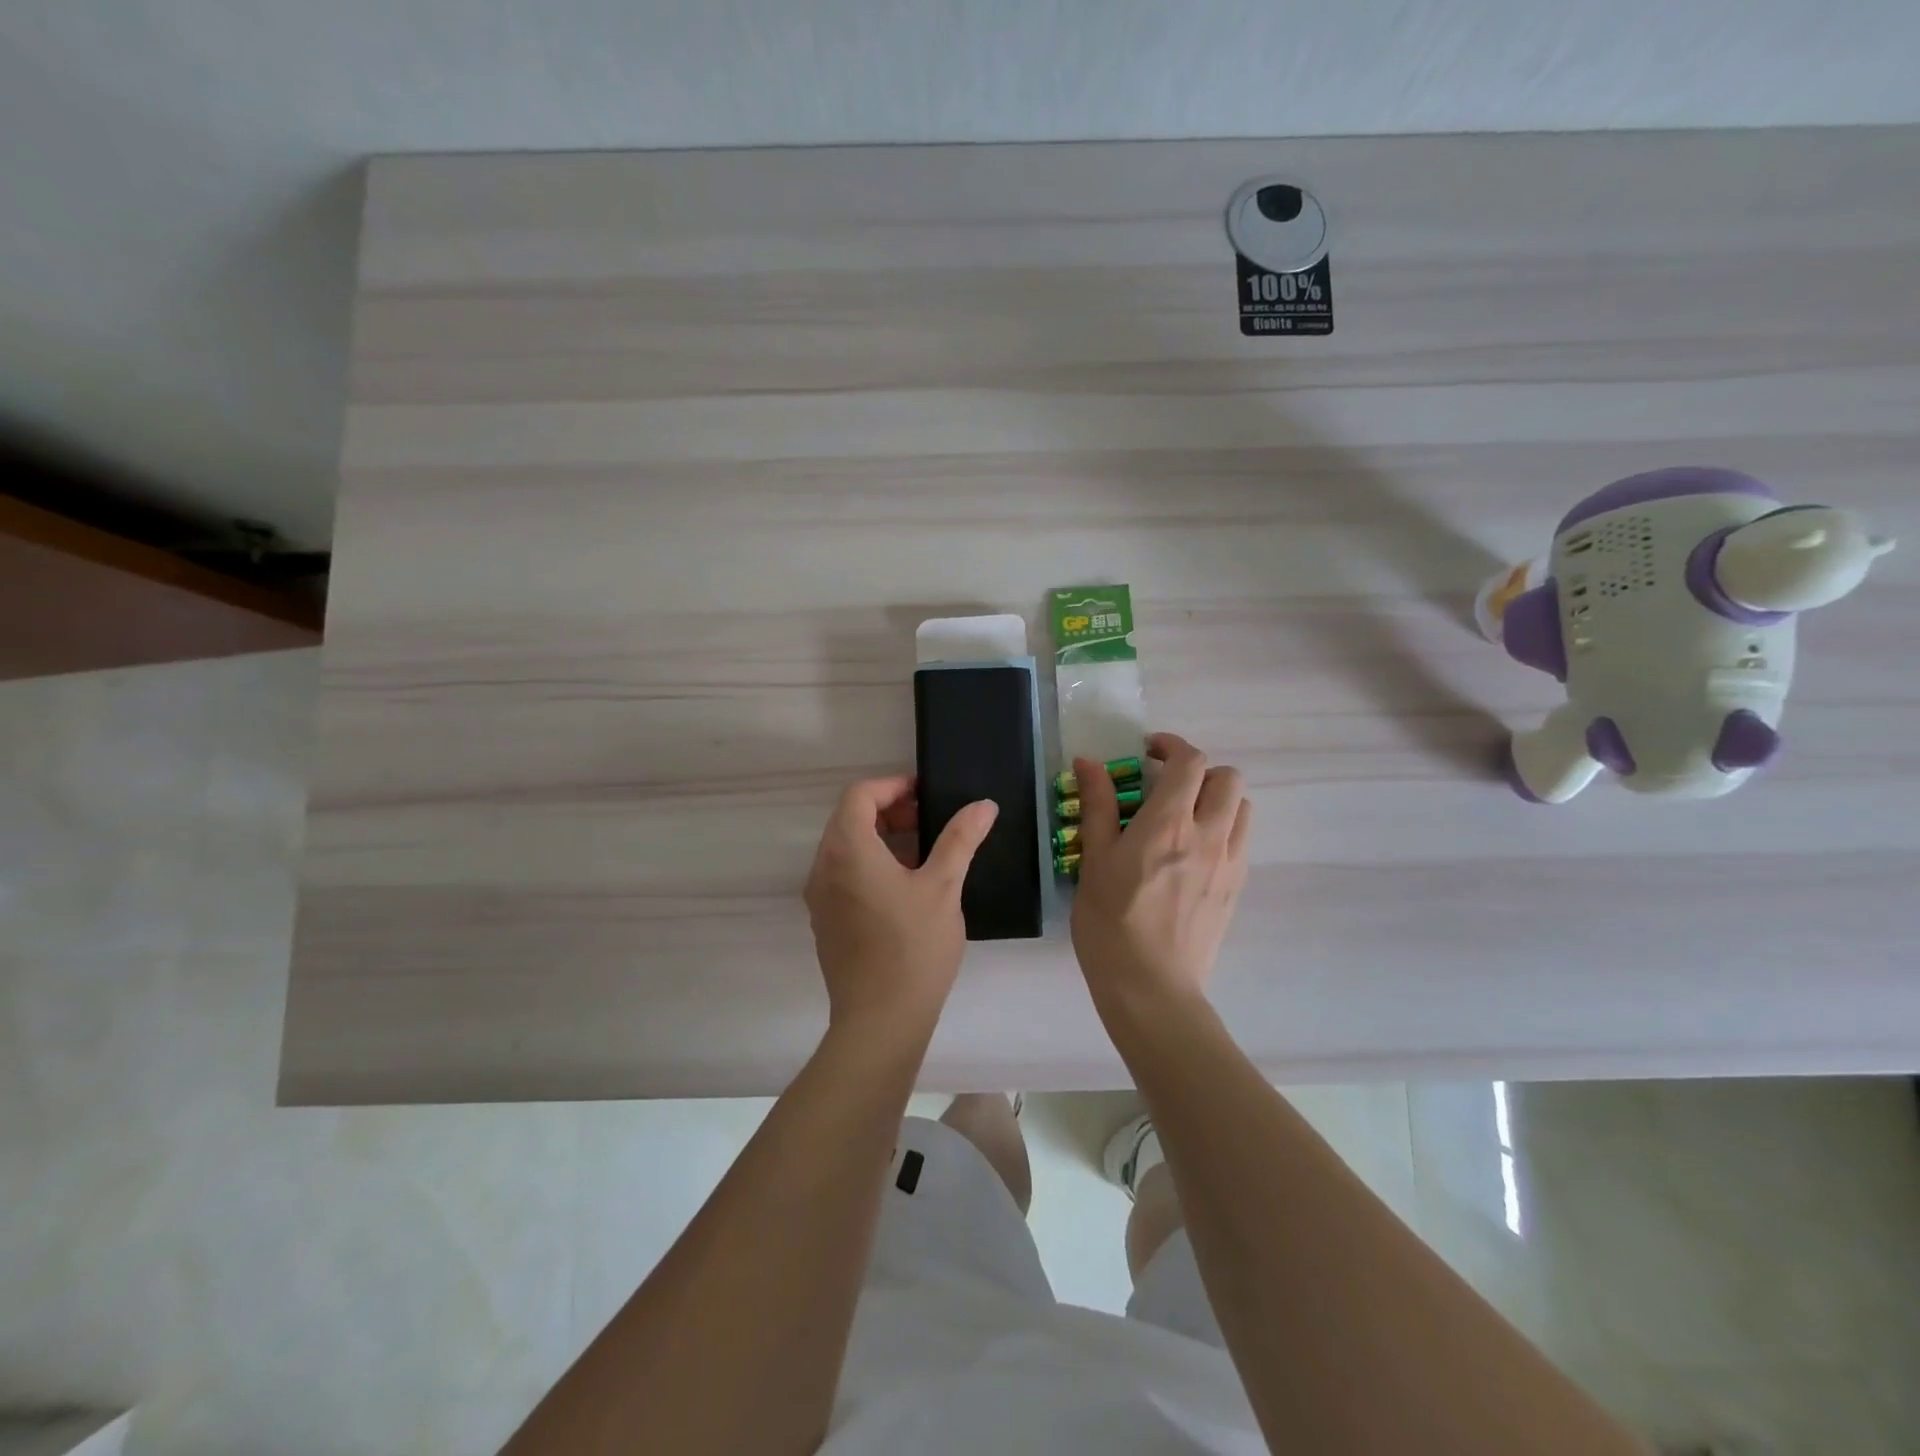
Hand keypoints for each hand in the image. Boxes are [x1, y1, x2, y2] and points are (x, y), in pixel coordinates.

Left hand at [804, 776, 998, 1034]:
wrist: (880, 1021)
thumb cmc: (913, 948)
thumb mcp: (943, 887)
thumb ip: (960, 839)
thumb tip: (984, 805)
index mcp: (848, 850)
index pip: (859, 795)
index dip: (892, 786)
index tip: (925, 795)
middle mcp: (823, 867)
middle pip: (849, 819)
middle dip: (889, 811)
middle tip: (929, 821)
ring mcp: (819, 897)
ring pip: (845, 848)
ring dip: (880, 838)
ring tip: (923, 852)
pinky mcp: (825, 921)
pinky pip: (842, 874)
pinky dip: (869, 864)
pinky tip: (904, 887)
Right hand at [1069, 733, 1250, 1015]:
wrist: (1151, 988)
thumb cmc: (1110, 922)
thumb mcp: (1095, 860)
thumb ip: (1098, 806)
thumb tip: (1088, 762)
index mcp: (1170, 823)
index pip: (1190, 761)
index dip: (1171, 746)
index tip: (1147, 753)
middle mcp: (1209, 835)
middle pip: (1228, 778)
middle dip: (1199, 771)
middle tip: (1165, 786)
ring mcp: (1229, 863)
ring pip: (1241, 808)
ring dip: (1216, 799)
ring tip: (1183, 817)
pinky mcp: (1236, 889)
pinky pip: (1241, 841)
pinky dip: (1222, 829)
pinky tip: (1191, 853)